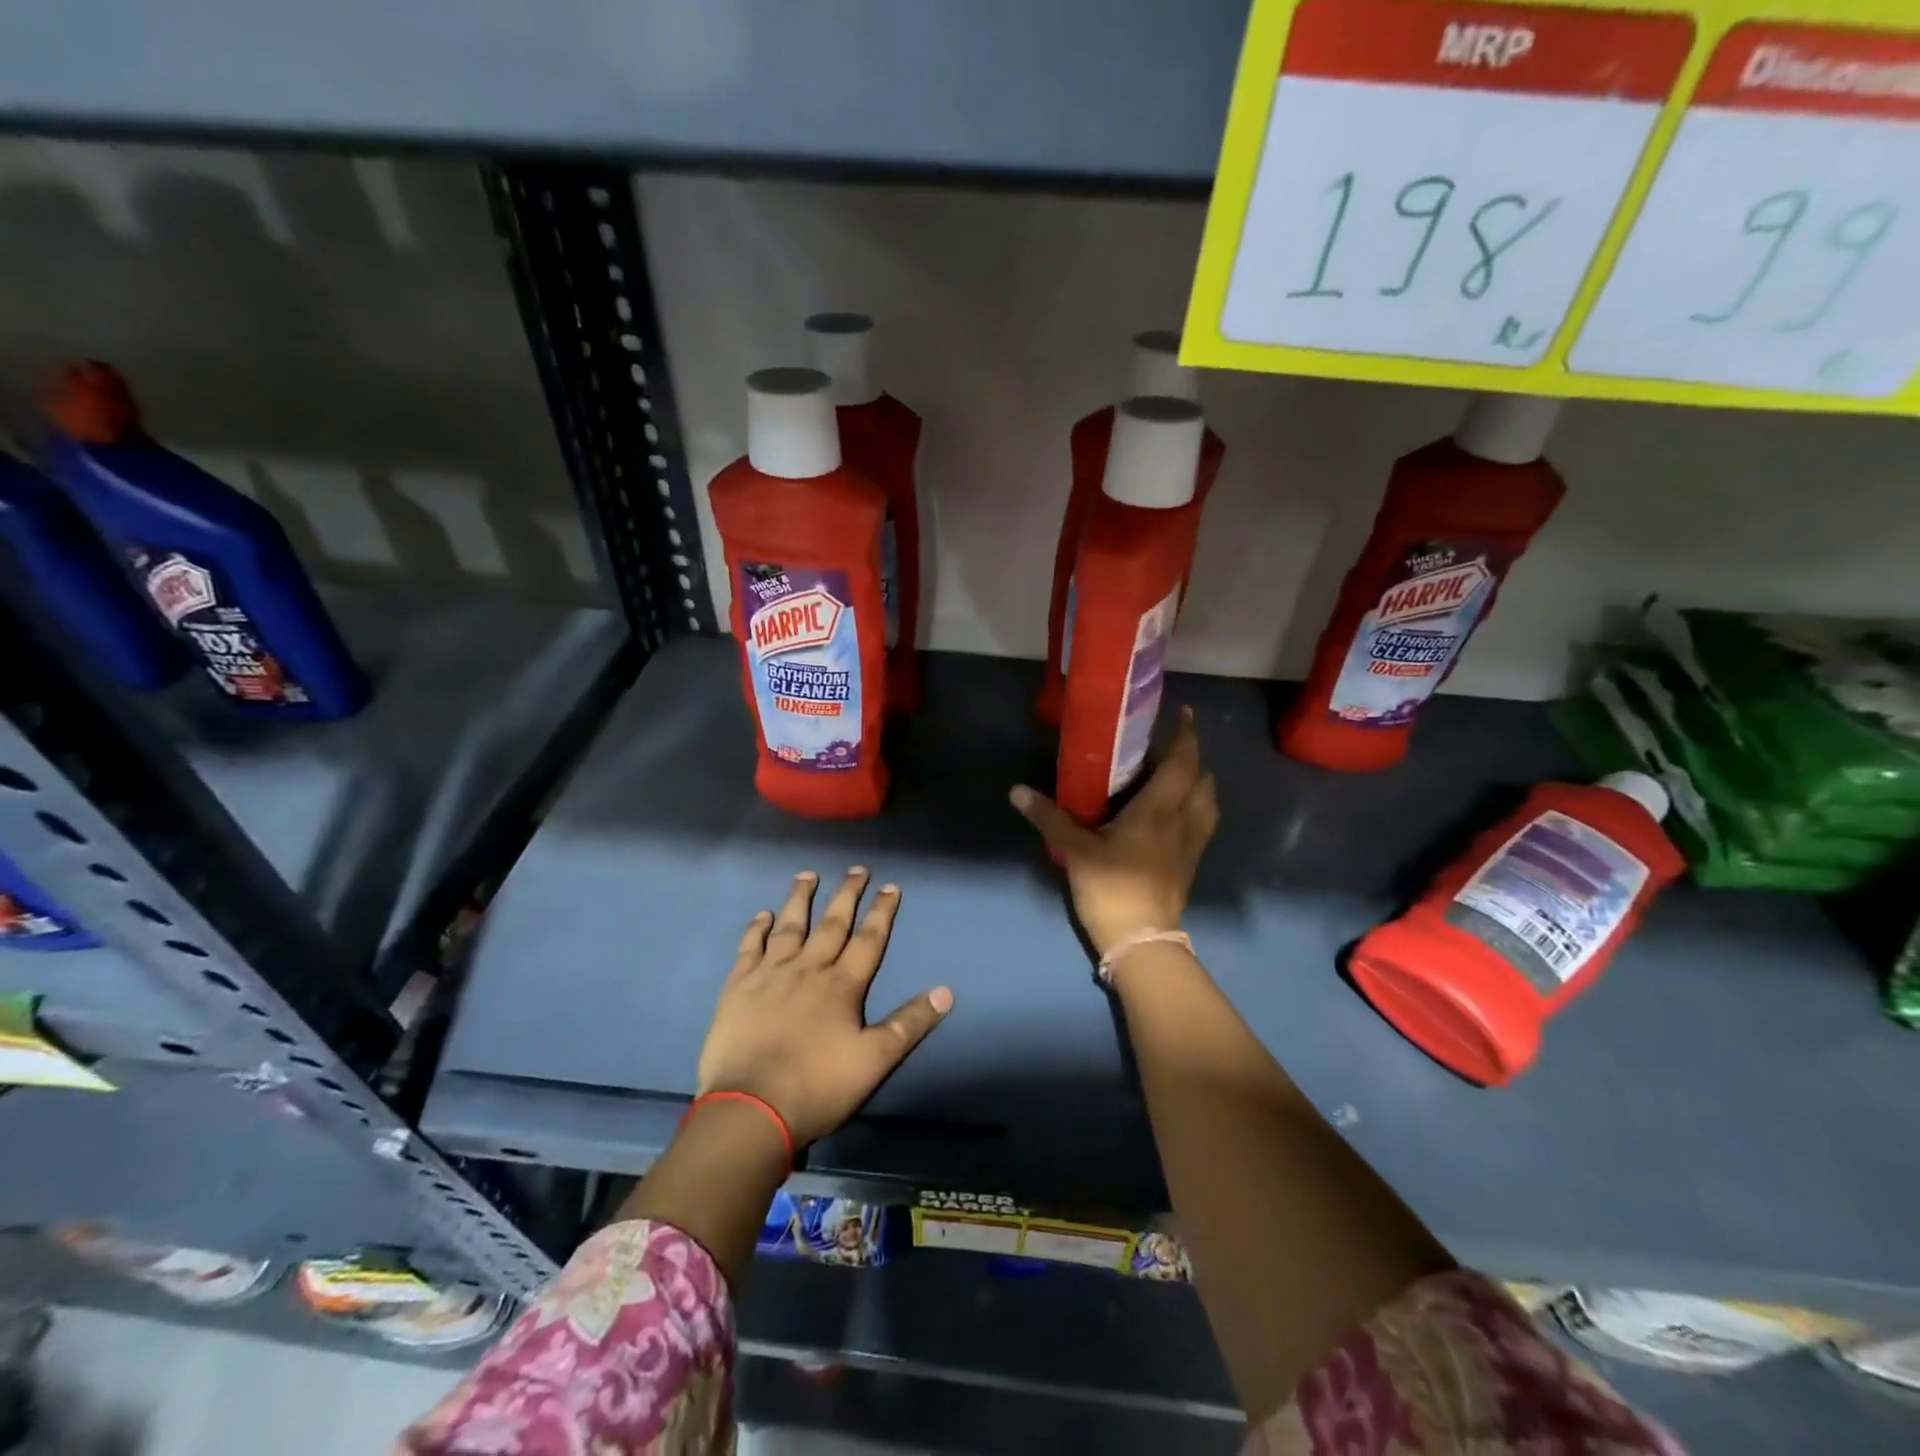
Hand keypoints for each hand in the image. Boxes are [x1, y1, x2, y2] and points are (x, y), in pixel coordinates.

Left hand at [696, 868, 952, 1147]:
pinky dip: (756, 930)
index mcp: (842, 986)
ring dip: (800, 900)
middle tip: (857, 869)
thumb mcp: (875, 1061)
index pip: (868, 940)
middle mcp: (808, 970)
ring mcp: (770, 975)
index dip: (882, 912)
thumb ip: (910, 1024)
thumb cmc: (817, 1087)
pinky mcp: (738, 988)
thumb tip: (946, 991)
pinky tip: (762, 915)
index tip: (891, 886)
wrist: (750, 1109)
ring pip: (789, 927)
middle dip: (847, 895)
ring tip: (807, 875)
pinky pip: (749, 949)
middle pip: (832, 924)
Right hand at [1010, 707, 1218, 957]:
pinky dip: (1197, 807)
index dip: (1186, 735)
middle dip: (1193, 758)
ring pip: (1209, 802)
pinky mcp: (1191, 864)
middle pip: (1202, 779)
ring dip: (1199, 783)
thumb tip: (1017, 791)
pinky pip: (1203, 823)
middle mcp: (1183, 820)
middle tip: (1170, 747)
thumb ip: (1049, 818)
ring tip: (1178, 777)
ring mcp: (1192, 844)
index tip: (1184, 713)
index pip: (1182, 762)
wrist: (1142, 940)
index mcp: (1159, 809)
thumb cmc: (1111, 887)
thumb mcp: (1074, 851)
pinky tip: (1176, 814)